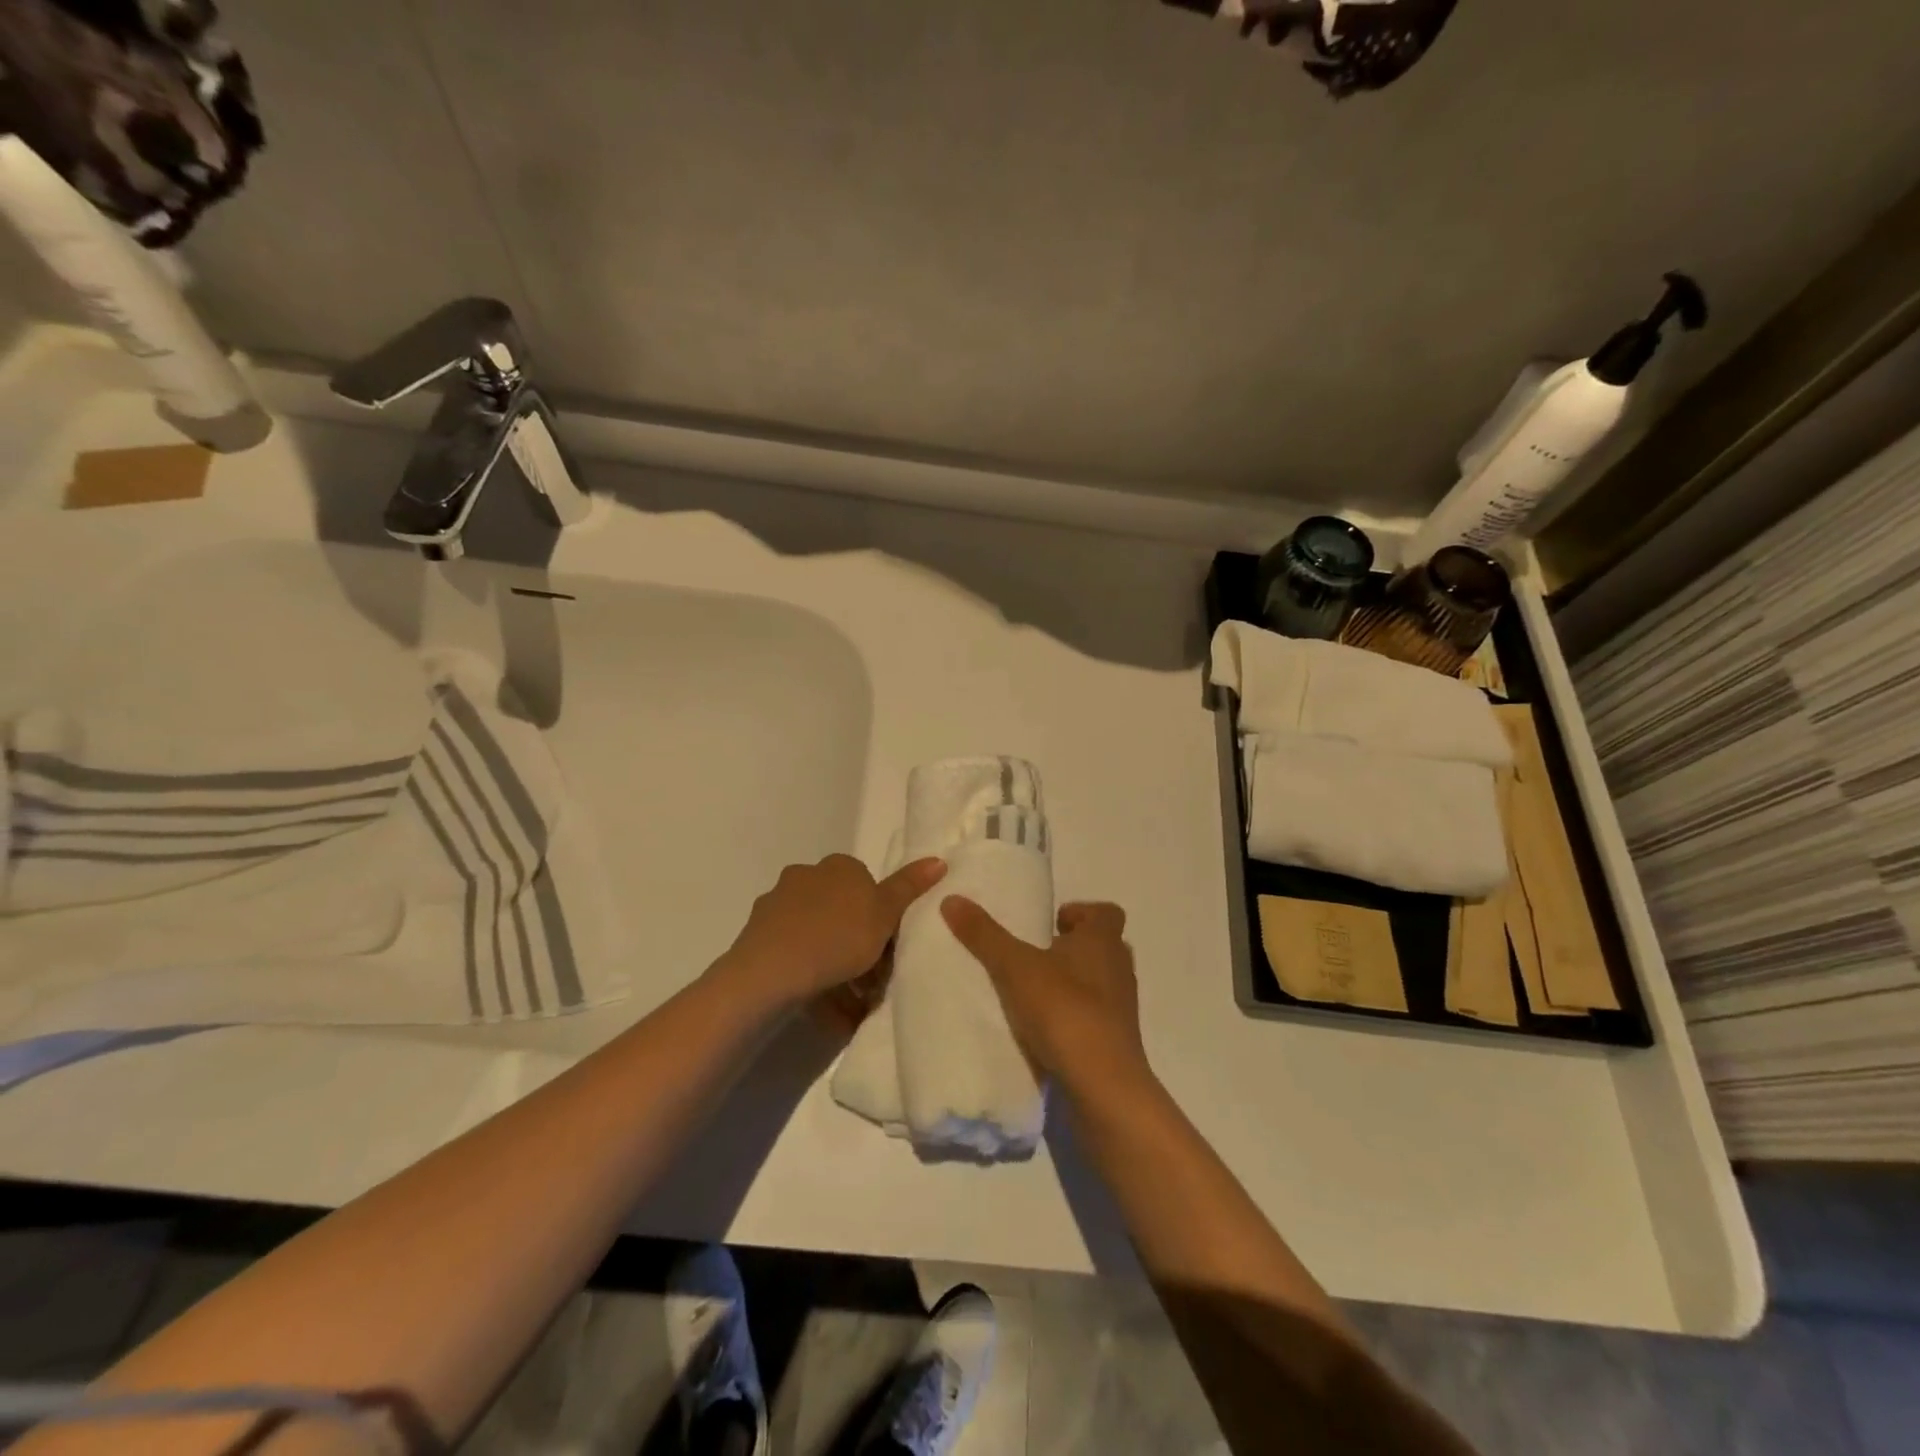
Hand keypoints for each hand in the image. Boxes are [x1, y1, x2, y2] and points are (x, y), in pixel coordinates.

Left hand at [721, 854, 945, 1011]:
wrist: (770, 972)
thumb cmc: (837, 937)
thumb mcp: (885, 914)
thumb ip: (909, 888)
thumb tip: (938, 860)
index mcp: (838, 867)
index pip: (866, 885)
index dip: (881, 918)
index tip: (889, 949)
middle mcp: (805, 877)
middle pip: (841, 911)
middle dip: (857, 944)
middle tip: (874, 981)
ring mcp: (777, 907)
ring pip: (817, 936)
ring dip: (835, 967)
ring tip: (852, 1007)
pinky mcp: (758, 937)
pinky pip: (794, 957)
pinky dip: (811, 980)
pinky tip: (825, 1010)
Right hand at [941, 896, 1153, 1104]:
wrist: (1102, 1087)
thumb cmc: (1065, 1011)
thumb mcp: (1015, 967)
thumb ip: (984, 935)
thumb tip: (952, 898)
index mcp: (1103, 941)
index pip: (1106, 912)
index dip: (1080, 912)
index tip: (1049, 924)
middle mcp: (1118, 969)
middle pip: (1101, 947)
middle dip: (1071, 948)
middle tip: (1033, 955)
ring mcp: (1121, 1008)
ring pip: (1098, 984)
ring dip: (1071, 984)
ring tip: (1031, 993)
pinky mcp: (1116, 1042)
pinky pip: (1094, 1018)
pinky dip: (1072, 1017)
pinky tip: (1041, 1030)